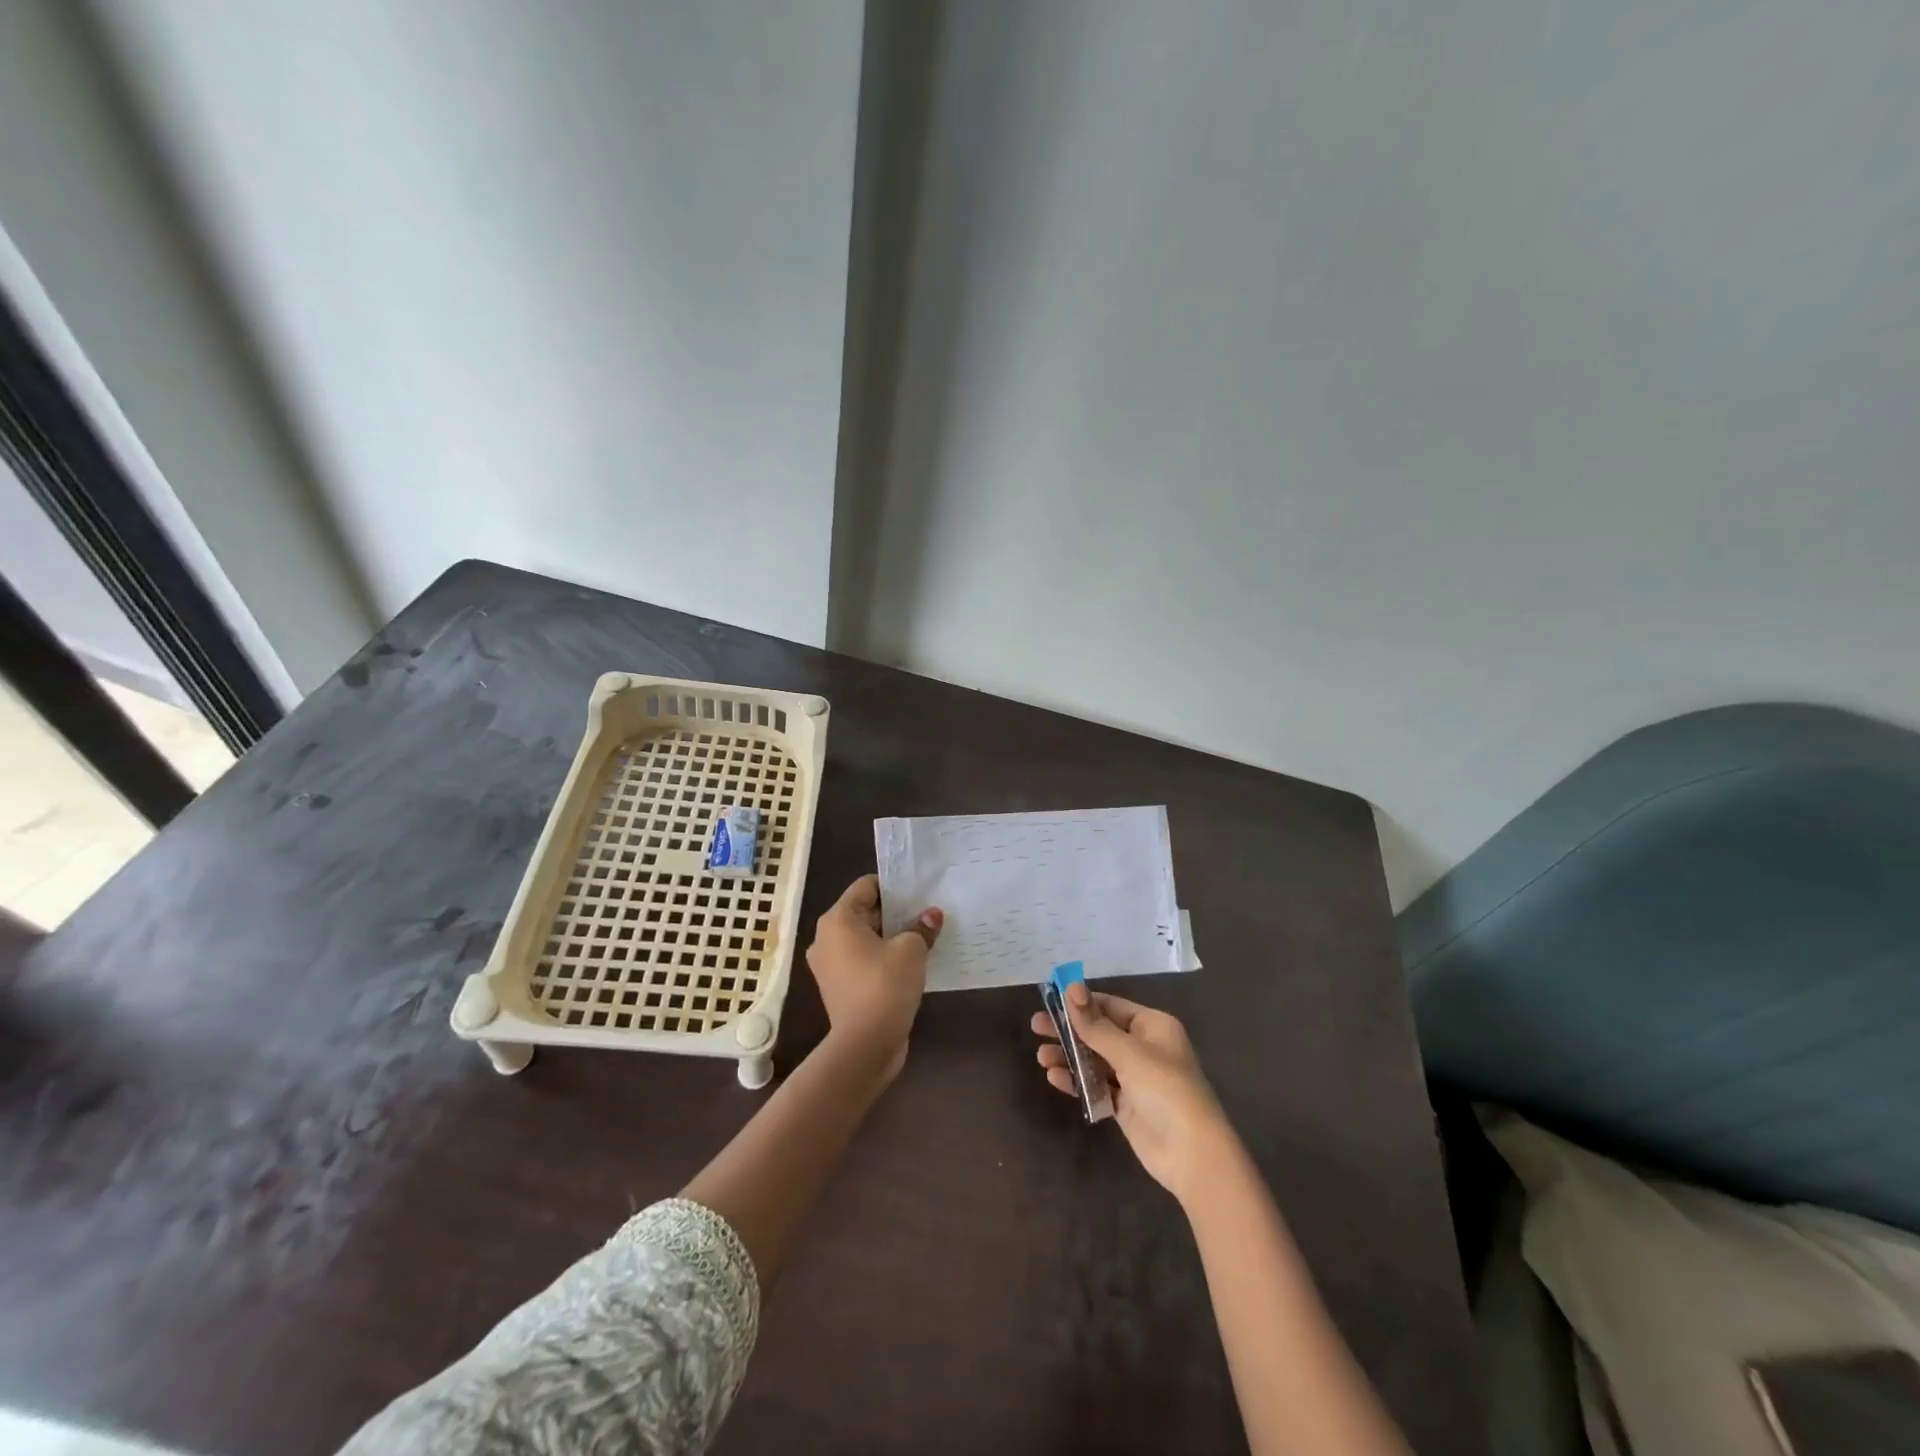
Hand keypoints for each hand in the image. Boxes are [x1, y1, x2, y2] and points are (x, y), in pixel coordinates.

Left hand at [805, 874, 941, 1082]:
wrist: (865, 1047)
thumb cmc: (884, 986)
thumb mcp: (911, 951)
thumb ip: (922, 928)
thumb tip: (931, 916)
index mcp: (837, 920)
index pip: (866, 886)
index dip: (893, 886)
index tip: (919, 891)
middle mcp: (826, 938)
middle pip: (864, 912)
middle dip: (895, 912)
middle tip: (926, 913)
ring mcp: (830, 966)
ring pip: (864, 939)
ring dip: (890, 937)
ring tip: (922, 937)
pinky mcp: (839, 988)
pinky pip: (863, 961)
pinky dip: (882, 959)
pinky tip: (910, 964)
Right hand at [1030, 983, 1231, 1202]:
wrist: (1191, 1153)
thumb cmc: (1164, 1089)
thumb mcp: (1128, 1052)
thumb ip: (1095, 1025)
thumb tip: (1071, 987)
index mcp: (1152, 1026)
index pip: (1110, 1005)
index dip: (1080, 1003)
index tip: (1049, 1000)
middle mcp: (1144, 1047)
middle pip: (1099, 1032)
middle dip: (1069, 1030)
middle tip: (1036, 1026)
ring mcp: (1134, 1078)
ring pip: (1095, 1060)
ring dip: (1069, 1057)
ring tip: (1041, 1057)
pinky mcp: (1126, 1105)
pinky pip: (1096, 1086)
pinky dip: (1077, 1081)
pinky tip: (1055, 1078)